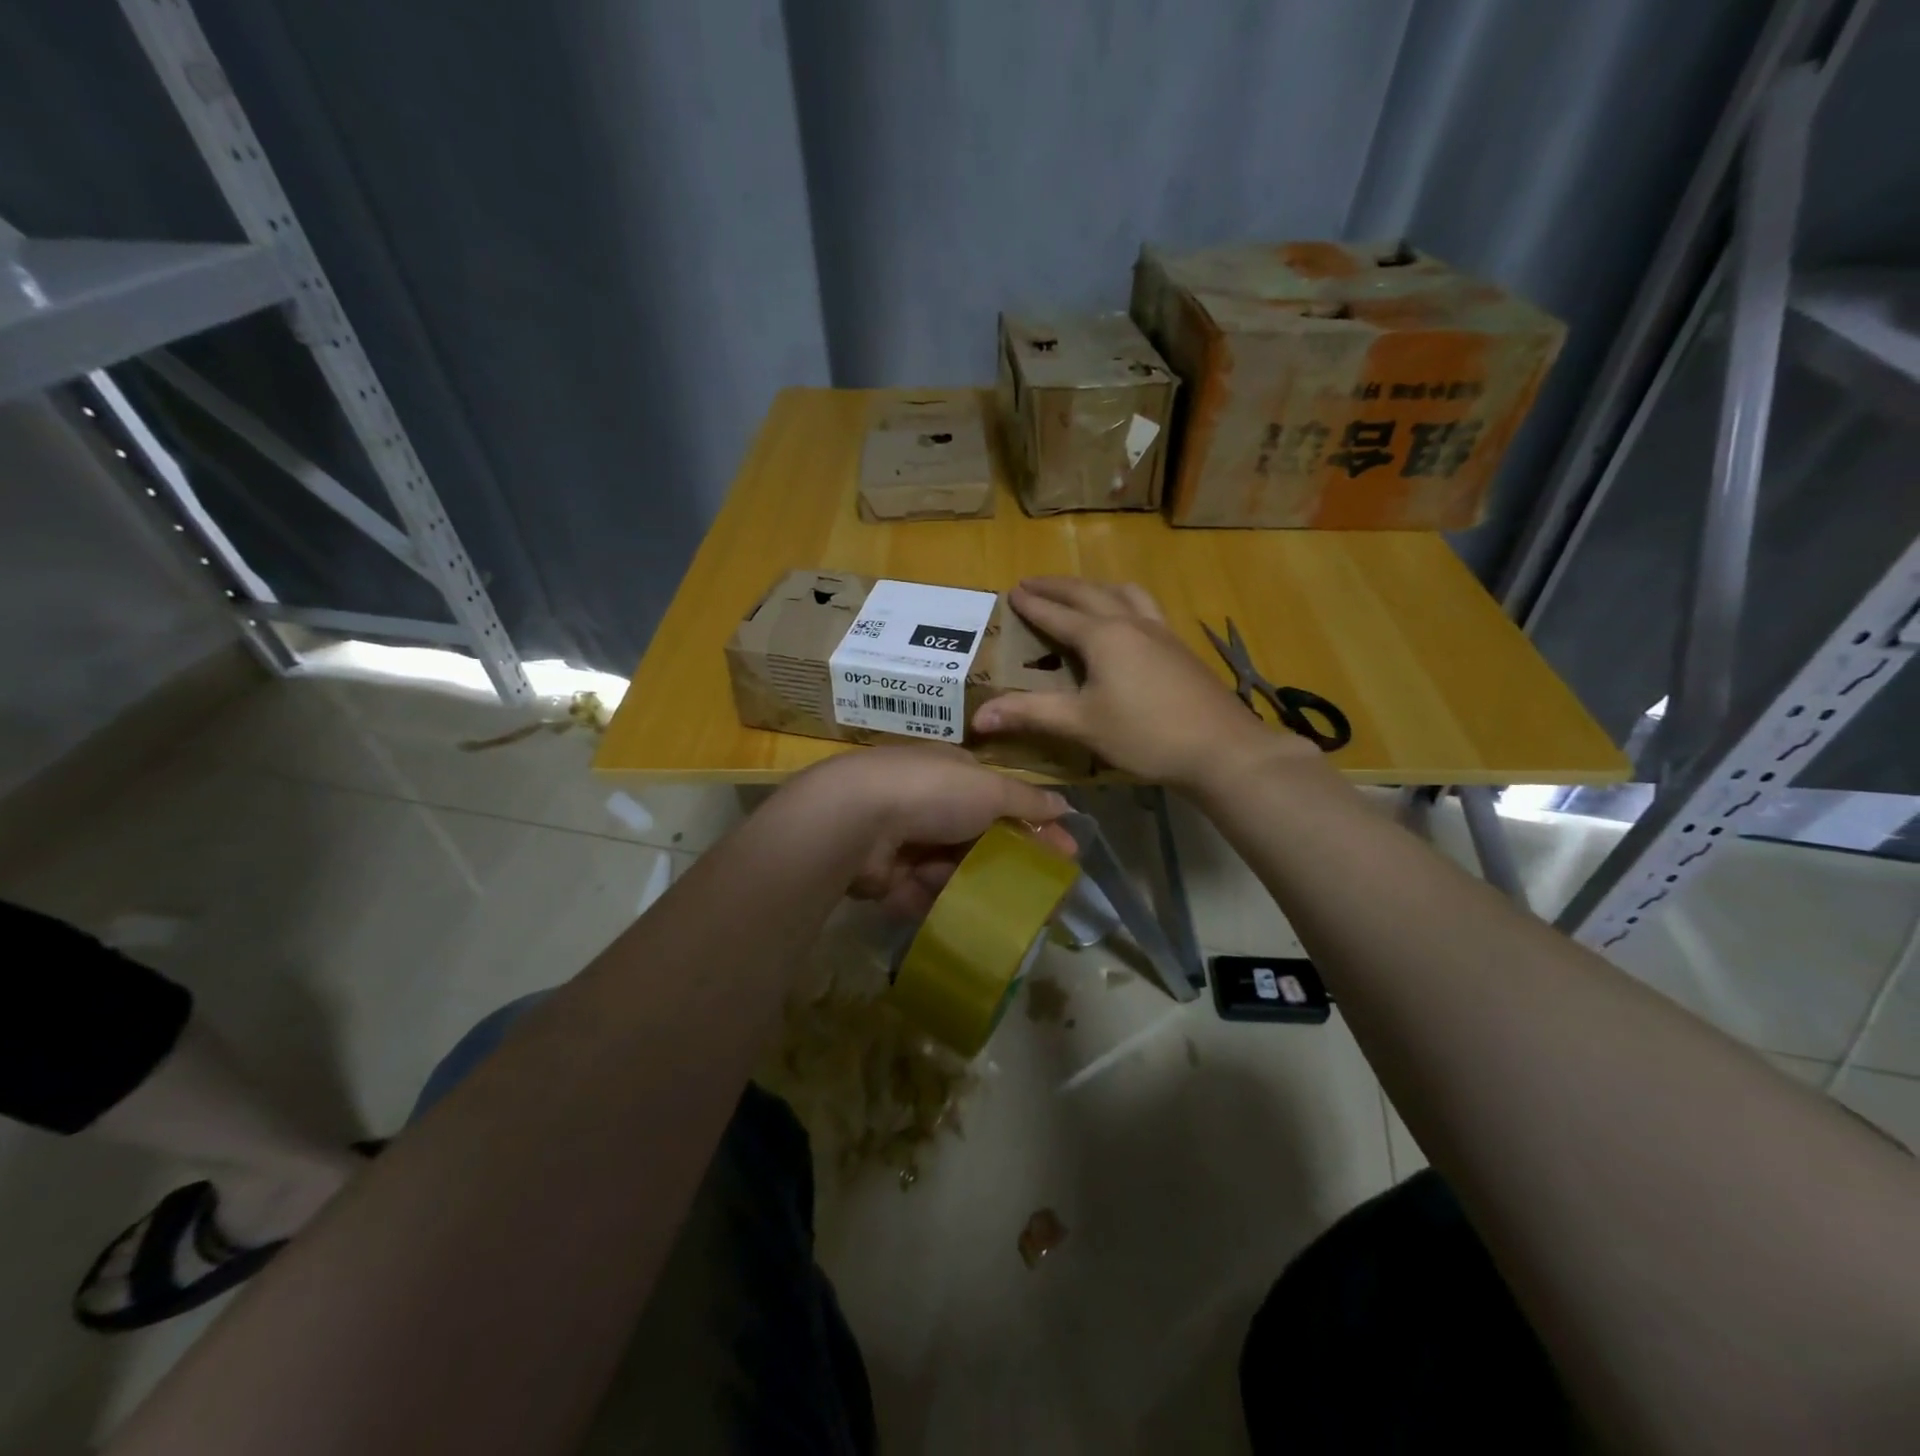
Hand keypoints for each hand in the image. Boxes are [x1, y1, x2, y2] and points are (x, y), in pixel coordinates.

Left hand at [791, 745, 1074, 916]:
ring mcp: (903, 840)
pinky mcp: (884, 877)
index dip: (1034, 824)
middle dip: (1008, 861)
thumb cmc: (931, 792)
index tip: (1066, 853)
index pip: (1001, 798)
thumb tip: (1066, 805)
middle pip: (977, 836)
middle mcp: (926, 802)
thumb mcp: (989, 789)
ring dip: (977, 885)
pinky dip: (944, 904)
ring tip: (1010, 912)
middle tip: (1043, 893)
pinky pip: (923, 893)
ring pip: (951, 868)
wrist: (855, 820)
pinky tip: (972, 922)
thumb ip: (1027, 801)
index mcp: (951, 772)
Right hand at [971, 578, 1316, 789]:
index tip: (1012, 591)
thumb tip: (977, 717)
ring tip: (1081, 593)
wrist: (1221, 748)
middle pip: (1089, 593)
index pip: (1058, 614)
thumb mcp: (1082, 725)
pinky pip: (1145, 607)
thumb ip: (1030, 714)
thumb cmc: (1146, 734)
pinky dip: (1123, 601)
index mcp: (1103, 636)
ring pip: (1124, 594)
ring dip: (1095, 588)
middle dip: (1059, 587)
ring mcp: (1161, 632)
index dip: (1033, 604)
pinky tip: (1128, 622)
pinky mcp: (1179, 648)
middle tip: (1034, 582)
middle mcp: (1131, 623)